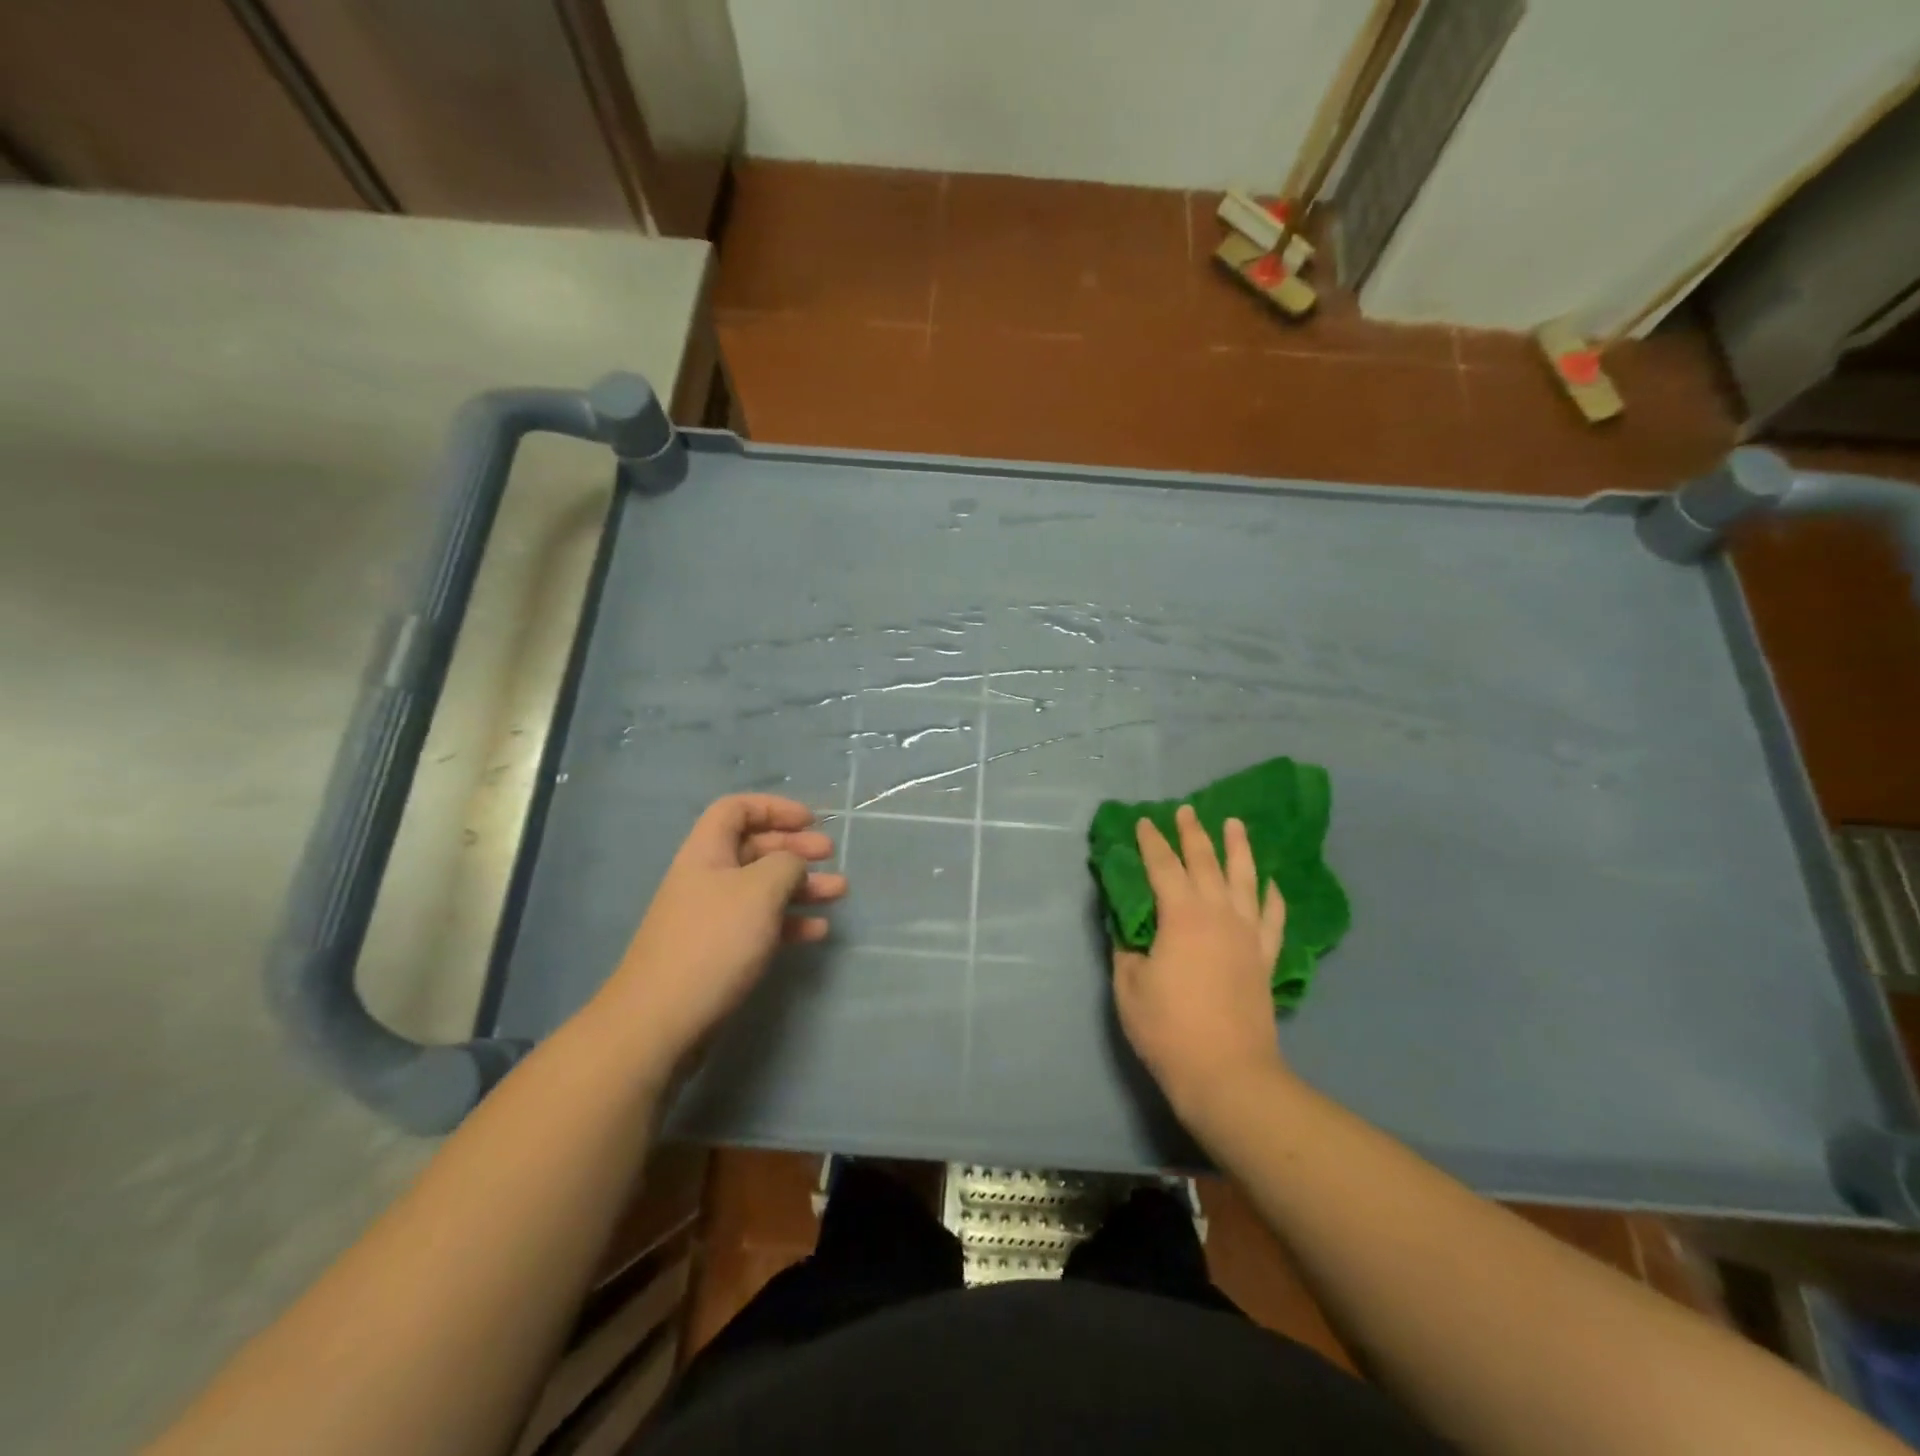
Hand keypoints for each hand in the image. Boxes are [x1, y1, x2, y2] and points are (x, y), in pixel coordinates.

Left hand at [589, 795, 846, 1080]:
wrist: (661, 1021)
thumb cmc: (714, 942)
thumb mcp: (760, 890)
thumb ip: (786, 865)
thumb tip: (794, 864)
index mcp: (707, 852)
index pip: (736, 809)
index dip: (774, 808)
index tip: (810, 821)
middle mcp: (707, 878)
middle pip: (754, 848)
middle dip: (795, 847)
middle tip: (831, 854)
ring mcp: (712, 917)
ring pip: (762, 888)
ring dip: (801, 886)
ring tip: (839, 892)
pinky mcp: (719, 952)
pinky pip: (760, 924)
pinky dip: (789, 922)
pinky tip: (817, 932)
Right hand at [1112, 804, 1292, 1121]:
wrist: (1227, 1074)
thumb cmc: (1169, 1029)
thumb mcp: (1129, 987)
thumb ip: (1128, 951)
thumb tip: (1131, 931)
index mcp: (1181, 917)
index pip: (1162, 867)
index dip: (1151, 843)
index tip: (1143, 822)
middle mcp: (1218, 915)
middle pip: (1205, 863)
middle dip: (1193, 834)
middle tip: (1186, 811)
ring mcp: (1247, 935)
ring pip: (1245, 879)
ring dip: (1238, 849)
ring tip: (1234, 824)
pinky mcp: (1264, 958)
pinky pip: (1272, 917)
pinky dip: (1272, 896)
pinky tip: (1270, 883)